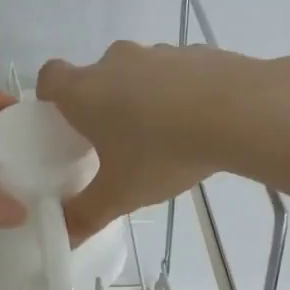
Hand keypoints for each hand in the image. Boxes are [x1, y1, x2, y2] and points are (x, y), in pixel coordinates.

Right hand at [38, 42, 289, 239]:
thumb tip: (64, 237)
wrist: (238, 112)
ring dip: (145, 96)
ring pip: (140, 73)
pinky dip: (183, 91)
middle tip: (118, 141)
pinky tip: (202, 121)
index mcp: (86, 90)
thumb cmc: (163, 152)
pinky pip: (180, 72)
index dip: (52, 97)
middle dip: (104, 104)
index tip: (65, 122)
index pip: (51, 77)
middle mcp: (117, 62)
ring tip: (167, 135)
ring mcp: (160, 52)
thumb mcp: (121, 194)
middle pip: (98, 76)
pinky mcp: (199, 52)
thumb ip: (87, 214)